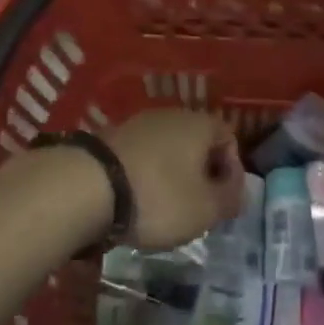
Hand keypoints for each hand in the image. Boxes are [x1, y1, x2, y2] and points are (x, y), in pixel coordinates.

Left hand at [106, 109, 242, 248]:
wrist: (86, 187)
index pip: (229, 138)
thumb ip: (229, 200)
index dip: (232, 171)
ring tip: (164, 208)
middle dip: (200, 174)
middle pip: (196, 142)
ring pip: (167, 149)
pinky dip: (144, 175)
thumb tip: (237, 193)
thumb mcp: (205, 209)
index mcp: (200, 124)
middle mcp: (171, 115)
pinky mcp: (109, 137)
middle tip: (197, 207)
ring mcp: (137, 123)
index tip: (224, 201)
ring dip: (171, 175)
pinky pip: (140, 156)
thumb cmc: (159, 197)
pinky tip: (135, 200)